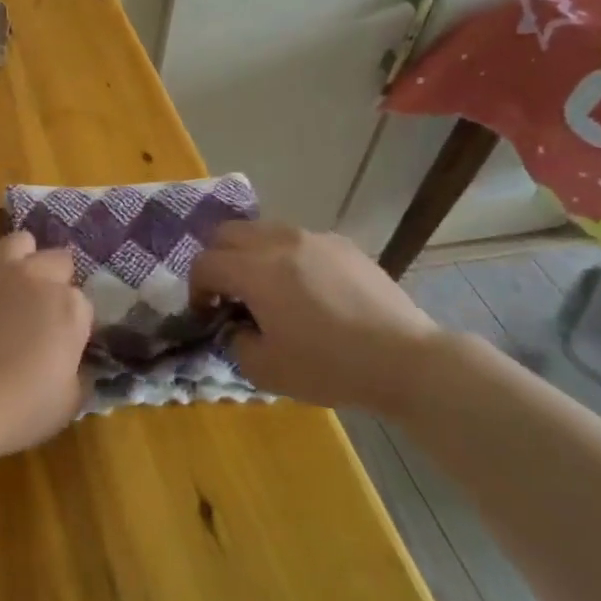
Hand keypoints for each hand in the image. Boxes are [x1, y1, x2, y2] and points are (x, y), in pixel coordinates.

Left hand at [0, 231, 92, 463]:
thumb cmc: (16, 409)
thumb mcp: (68, 403)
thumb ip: (79, 373)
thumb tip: (76, 364)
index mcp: (69, 306)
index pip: (83, 303)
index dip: (74, 323)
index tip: (63, 344)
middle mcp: (36, 275)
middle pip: (57, 260)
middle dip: (54, 280)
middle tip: (39, 311)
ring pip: (19, 242)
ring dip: (21, 260)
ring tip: (9, 286)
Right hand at [191, 222, 441, 416]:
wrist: (404, 359)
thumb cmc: (329, 366)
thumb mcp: (265, 370)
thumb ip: (235, 343)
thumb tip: (236, 327)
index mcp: (255, 270)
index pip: (205, 263)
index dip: (196, 289)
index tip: (207, 314)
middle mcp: (279, 242)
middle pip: (227, 233)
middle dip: (217, 260)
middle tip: (228, 294)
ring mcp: (314, 238)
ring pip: (263, 230)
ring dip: (251, 254)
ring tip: (267, 288)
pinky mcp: (342, 244)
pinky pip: (298, 239)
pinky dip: (286, 256)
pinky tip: (306, 289)